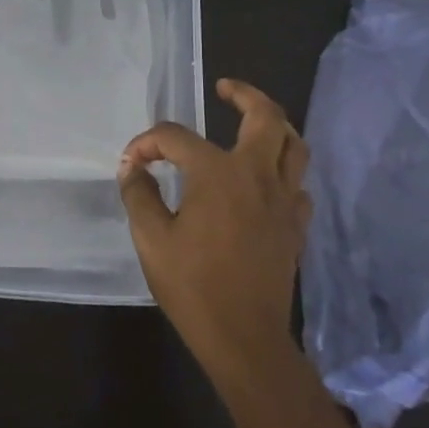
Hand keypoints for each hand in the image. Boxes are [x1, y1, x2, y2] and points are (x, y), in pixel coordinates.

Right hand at [117, 79, 311, 377]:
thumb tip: (132, 168)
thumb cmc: (193, 287)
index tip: (130, 163)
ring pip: (294, 145)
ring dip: (274, 125)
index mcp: (217, 174)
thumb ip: (139, 194)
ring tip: (252, 121)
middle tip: (224, 89)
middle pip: (266, 117)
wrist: (244, 339)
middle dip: (245, 94)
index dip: (147, 143)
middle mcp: (257, 176)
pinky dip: (282, 170)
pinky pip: (297, 183)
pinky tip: (263, 180)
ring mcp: (283, 200)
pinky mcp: (295, 225)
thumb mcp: (151, 239)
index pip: (176, 137)